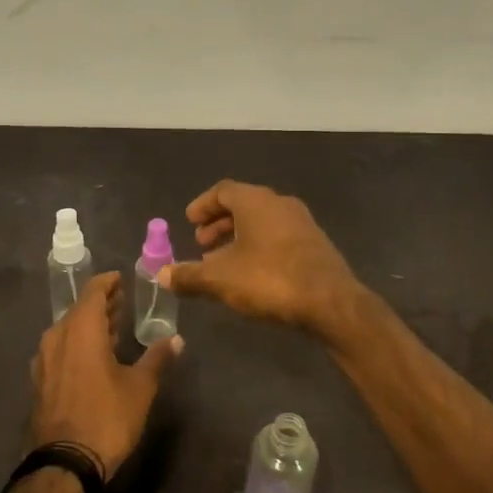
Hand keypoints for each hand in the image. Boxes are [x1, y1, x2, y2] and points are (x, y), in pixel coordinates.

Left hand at [28, 271, 180, 478]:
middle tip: (123, 301)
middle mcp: (57, 336)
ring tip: (114, 327)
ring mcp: (45, 360)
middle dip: (102, 304)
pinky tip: (94, 356)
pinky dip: (78, 344)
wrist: (65, 464)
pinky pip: (61, 349)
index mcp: (81, 329)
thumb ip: (157, 358)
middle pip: (79, 310)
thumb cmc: (106, 417)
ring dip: (90, 325)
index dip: (108, 283)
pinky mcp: (41, 381)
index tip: (122, 279)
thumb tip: (176, 339)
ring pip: (69, 330)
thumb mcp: (140, 387)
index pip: (93, 292)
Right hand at [158, 180, 360, 334]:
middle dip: (219, 223)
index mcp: (255, 201)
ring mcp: (302, 222)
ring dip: (239, 237)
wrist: (330, 301)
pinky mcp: (315, 244)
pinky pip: (278, 236)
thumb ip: (189, 275)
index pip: (223, 190)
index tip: (189, 222)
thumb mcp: (220, 279)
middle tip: (201, 244)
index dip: (203, 205)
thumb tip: (162, 275)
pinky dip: (259, 246)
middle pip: (243, 205)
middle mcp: (280, 203)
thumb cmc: (269, 279)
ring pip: (262, 222)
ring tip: (222, 263)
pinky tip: (252, 273)